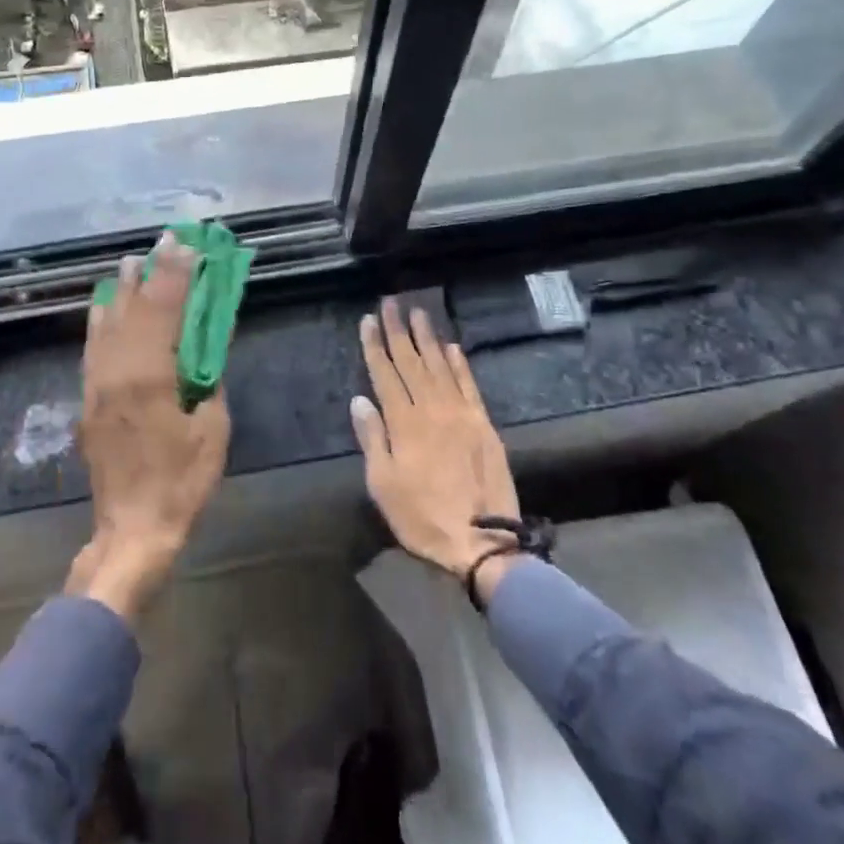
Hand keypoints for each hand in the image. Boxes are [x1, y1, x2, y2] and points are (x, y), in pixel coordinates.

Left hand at [69, 232, 230, 624]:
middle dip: (152, 271)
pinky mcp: (88, 400)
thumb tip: (201, 354)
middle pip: (134, 308)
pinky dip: (100, 319)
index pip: (164, 310)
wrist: (132, 528)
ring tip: (132, 261)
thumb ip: (207, 383)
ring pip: (107, 323)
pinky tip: (104, 305)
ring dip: (122, 289)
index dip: (177, 274)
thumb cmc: (181, 482)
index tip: (187, 245)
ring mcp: (97, 384)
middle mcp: (117, 371)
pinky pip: (93, 346)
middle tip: (165, 241)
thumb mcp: (212, 430)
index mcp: (150, 376)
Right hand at [351, 299, 523, 603]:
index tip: (368, 320)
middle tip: (391, 302)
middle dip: (398, 331)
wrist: (482, 540)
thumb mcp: (383, 485)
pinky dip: (459, 364)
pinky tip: (452, 347)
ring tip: (418, 312)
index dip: (375, 345)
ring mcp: (461, 414)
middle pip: (411, 361)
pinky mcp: (484, 424)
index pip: (385, 373)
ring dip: (428, 338)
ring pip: (440, 366)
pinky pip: (469, 385)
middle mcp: (432, 409)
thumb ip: (372, 438)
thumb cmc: (422, 517)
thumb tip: (360, 400)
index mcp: (404, 423)